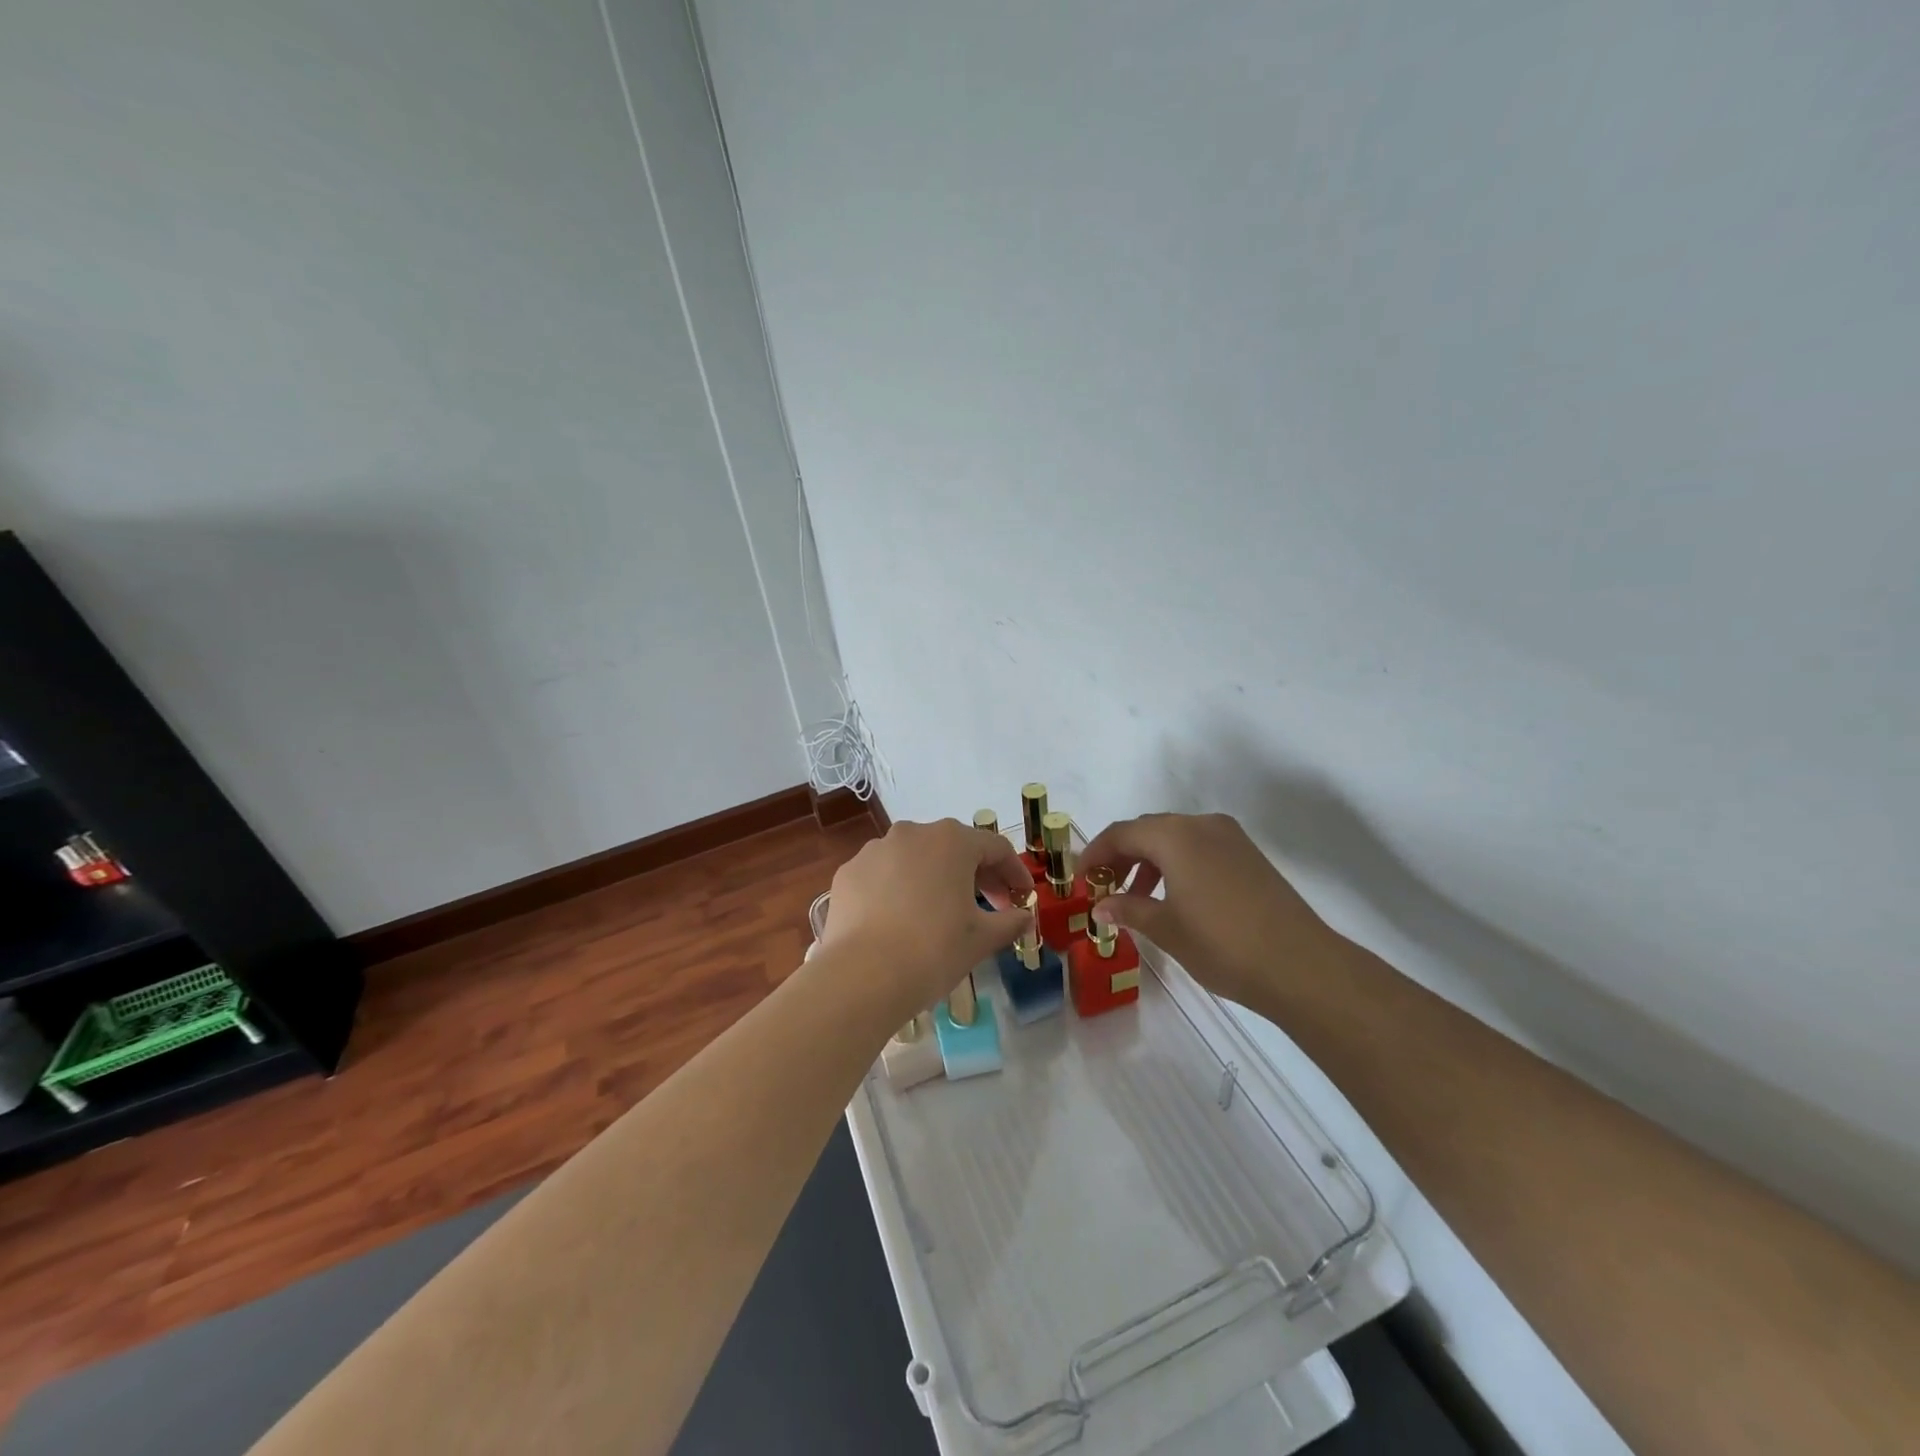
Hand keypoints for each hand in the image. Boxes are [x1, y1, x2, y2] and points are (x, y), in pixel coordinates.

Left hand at [818, 819, 1033, 1025]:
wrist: (861, 977)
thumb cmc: (933, 950)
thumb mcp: (981, 939)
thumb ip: (1010, 922)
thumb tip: (1024, 918)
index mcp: (951, 841)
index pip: (995, 848)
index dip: (1014, 872)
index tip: (1023, 896)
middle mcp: (912, 833)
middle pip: (954, 848)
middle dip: (978, 875)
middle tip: (992, 906)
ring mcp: (875, 850)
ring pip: (916, 858)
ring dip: (936, 878)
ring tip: (944, 913)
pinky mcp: (848, 873)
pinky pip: (884, 875)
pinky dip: (899, 889)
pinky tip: (902, 920)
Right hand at [1078, 812, 1336, 1009]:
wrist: (1301, 965)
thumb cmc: (1222, 944)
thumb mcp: (1166, 929)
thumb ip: (1128, 909)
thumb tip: (1100, 907)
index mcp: (1175, 836)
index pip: (1121, 834)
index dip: (1095, 855)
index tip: (1080, 881)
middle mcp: (1202, 825)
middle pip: (1148, 830)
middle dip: (1121, 856)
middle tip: (1103, 888)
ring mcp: (1230, 838)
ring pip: (1175, 837)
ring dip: (1149, 860)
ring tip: (1136, 897)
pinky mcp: (1249, 855)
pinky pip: (1199, 847)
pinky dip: (1177, 864)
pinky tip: (1174, 897)